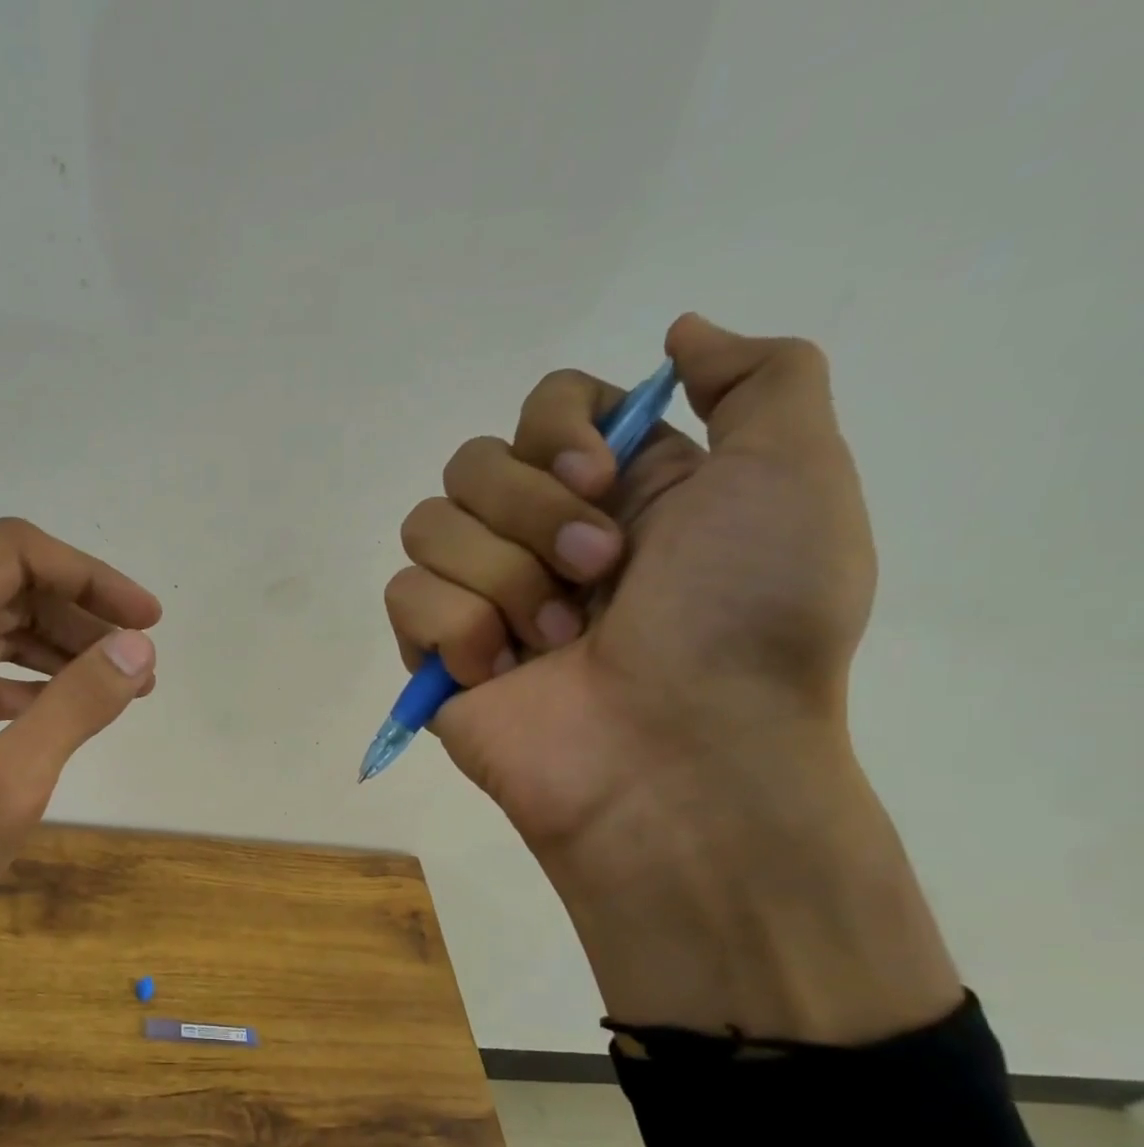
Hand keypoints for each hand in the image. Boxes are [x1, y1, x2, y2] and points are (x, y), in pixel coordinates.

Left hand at [0, 518, 160, 975]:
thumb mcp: (10, 781)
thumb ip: (78, 703)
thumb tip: (138, 647)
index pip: (12, 554)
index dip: (89, 575)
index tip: (144, 621)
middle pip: (4, 586)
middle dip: (79, 614)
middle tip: (138, 661)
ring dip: (58, 648)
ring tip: (119, 685)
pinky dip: (25, 681)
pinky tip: (64, 711)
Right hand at [387, 315, 959, 1040]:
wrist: (680, 758)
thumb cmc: (745, 621)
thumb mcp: (793, 476)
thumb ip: (758, 379)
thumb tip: (677, 334)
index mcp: (614, 491)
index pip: (540, 407)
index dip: (556, 430)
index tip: (600, 480)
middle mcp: (538, 535)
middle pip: (471, 462)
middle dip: (532, 517)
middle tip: (600, 576)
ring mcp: (480, 595)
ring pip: (428, 524)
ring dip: (502, 579)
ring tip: (557, 642)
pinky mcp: (434, 650)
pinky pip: (404, 594)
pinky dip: (457, 630)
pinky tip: (502, 673)